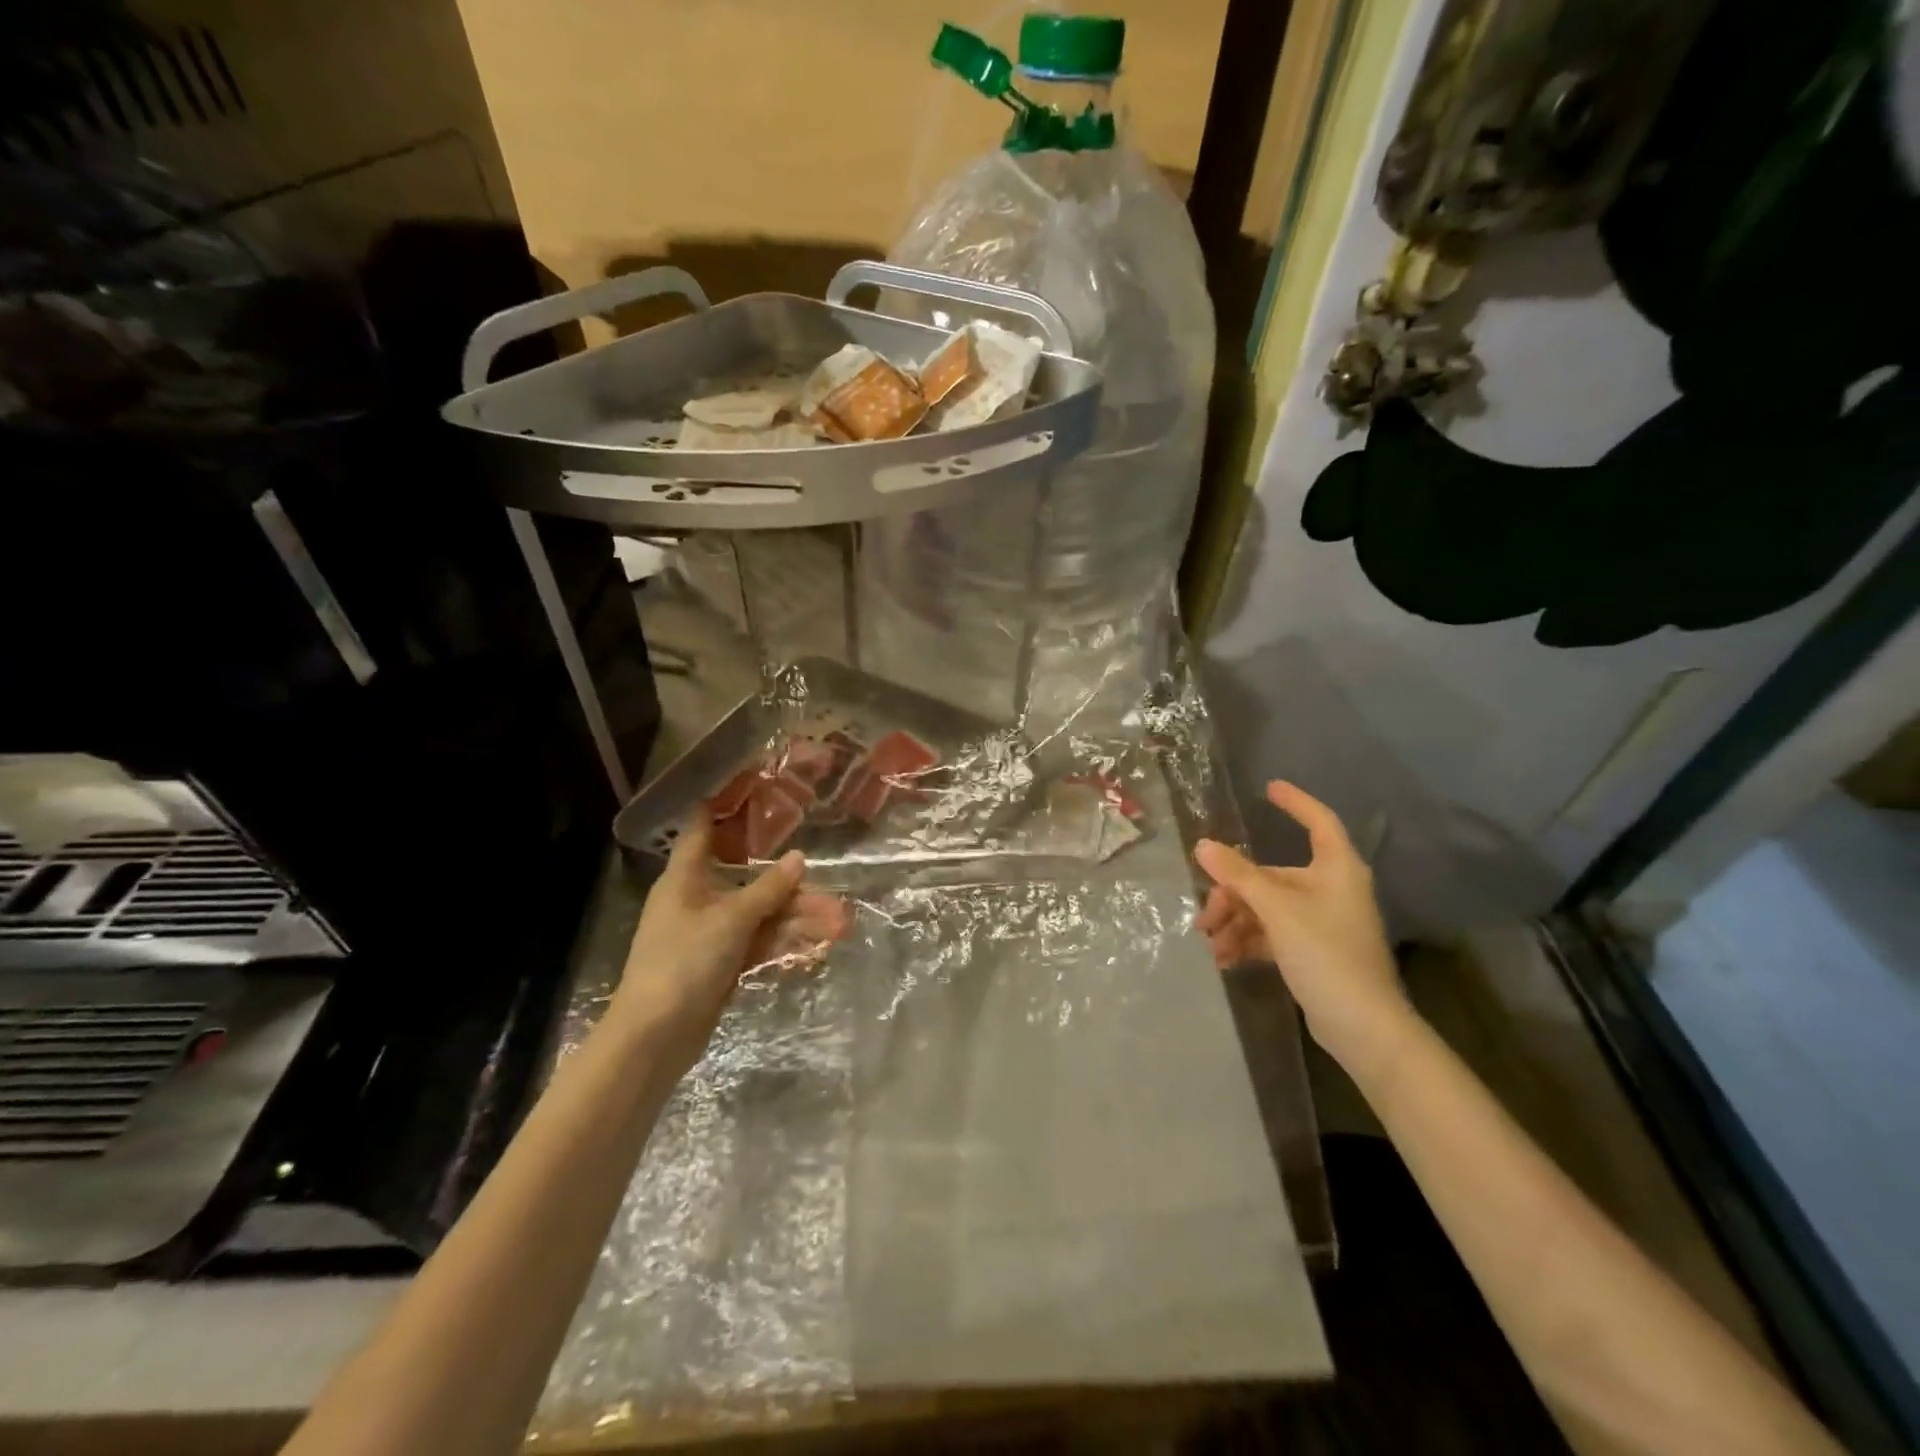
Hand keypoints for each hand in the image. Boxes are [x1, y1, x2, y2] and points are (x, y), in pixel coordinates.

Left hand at [610, 811, 848, 1074]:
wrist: (654, 1037)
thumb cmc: (685, 961)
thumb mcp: (732, 920)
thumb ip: (769, 888)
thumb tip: (800, 857)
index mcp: (684, 879)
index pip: (701, 831)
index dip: (722, 809)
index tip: (750, 788)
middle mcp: (696, 901)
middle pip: (747, 881)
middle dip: (789, 885)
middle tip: (827, 883)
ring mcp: (708, 936)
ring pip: (759, 916)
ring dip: (796, 919)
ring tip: (839, 923)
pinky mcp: (718, 966)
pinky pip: (757, 944)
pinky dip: (784, 943)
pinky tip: (818, 946)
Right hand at [1194, 781, 1413, 1080]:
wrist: (1363, 1028)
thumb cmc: (1327, 954)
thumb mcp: (1277, 910)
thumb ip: (1239, 876)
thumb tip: (1203, 845)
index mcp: (1335, 869)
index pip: (1319, 822)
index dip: (1296, 802)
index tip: (1268, 788)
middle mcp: (1329, 889)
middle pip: (1271, 876)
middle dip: (1233, 894)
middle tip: (1206, 917)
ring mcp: (1321, 922)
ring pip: (1266, 907)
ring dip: (1235, 922)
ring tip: (1212, 945)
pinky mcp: (1312, 952)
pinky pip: (1271, 934)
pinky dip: (1248, 941)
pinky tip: (1225, 960)